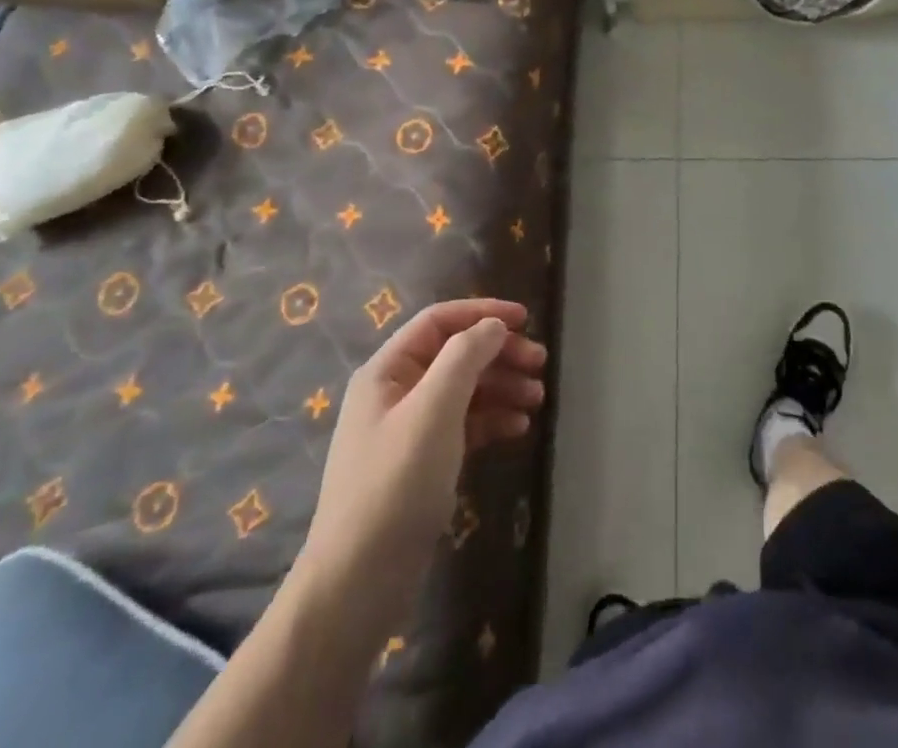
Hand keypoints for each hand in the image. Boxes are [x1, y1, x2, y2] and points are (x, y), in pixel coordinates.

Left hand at [301, 299, 546, 581]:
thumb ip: (465, 358)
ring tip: (538, 399)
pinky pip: (462, 425)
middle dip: (499, 354)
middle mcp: (395, 392)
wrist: (357, 584)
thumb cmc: (395, 485)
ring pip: (463, 390)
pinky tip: (518, 427)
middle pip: (455, 354)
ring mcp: (408, 430)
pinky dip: (491, 420)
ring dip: (501, 387)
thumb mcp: (433, 411)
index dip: (483, 313)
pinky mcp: (421, 463)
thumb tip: (493, 325)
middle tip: (540, 364)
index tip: (526, 319)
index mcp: (387, 371)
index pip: (439, 321)